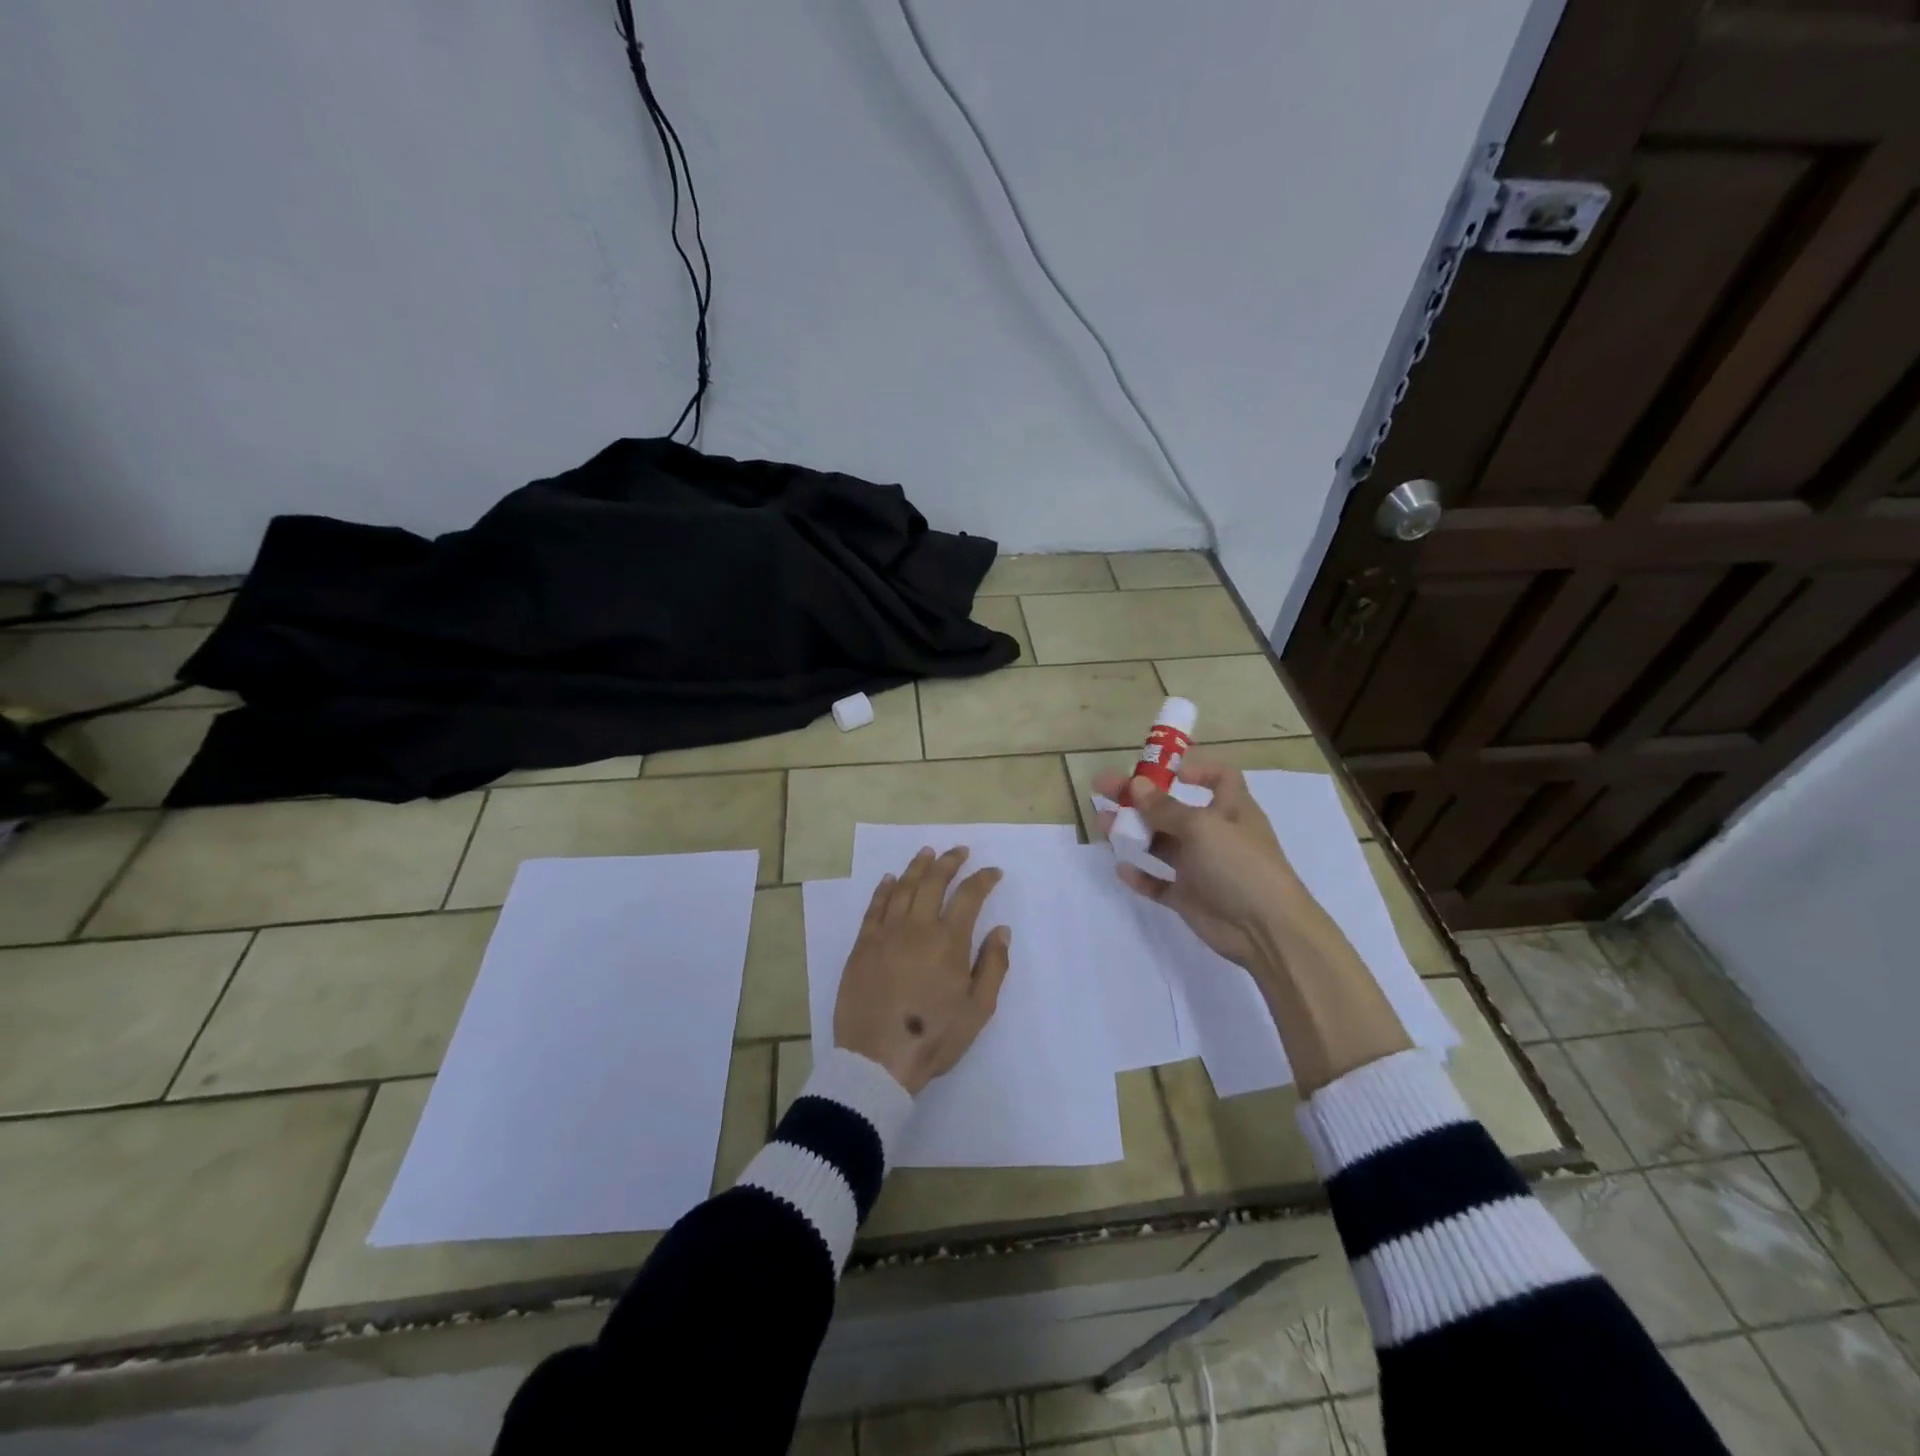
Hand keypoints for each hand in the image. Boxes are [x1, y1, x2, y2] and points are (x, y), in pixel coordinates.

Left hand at [833, 846, 1012, 1094]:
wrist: (877, 1060)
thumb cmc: (934, 1037)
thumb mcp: (978, 1010)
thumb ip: (993, 966)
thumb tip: (1001, 930)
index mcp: (949, 941)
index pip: (969, 896)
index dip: (983, 879)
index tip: (993, 872)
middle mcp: (917, 927)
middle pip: (934, 881)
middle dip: (949, 862)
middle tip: (960, 851)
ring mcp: (886, 933)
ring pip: (903, 887)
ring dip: (918, 866)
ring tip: (928, 852)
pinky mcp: (862, 945)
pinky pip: (875, 907)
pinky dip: (884, 889)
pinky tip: (890, 879)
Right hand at [1094, 760, 1300, 970]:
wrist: (1265, 930)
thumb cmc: (1240, 865)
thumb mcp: (1202, 827)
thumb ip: (1165, 808)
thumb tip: (1136, 784)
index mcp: (1230, 809)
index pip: (1220, 778)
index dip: (1195, 770)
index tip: (1163, 771)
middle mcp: (1215, 834)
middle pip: (1172, 808)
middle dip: (1139, 798)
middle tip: (1103, 789)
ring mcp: (1201, 867)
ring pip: (1160, 843)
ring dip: (1133, 832)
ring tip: (1101, 823)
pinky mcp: (1189, 896)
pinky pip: (1159, 882)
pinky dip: (1141, 875)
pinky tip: (1121, 867)